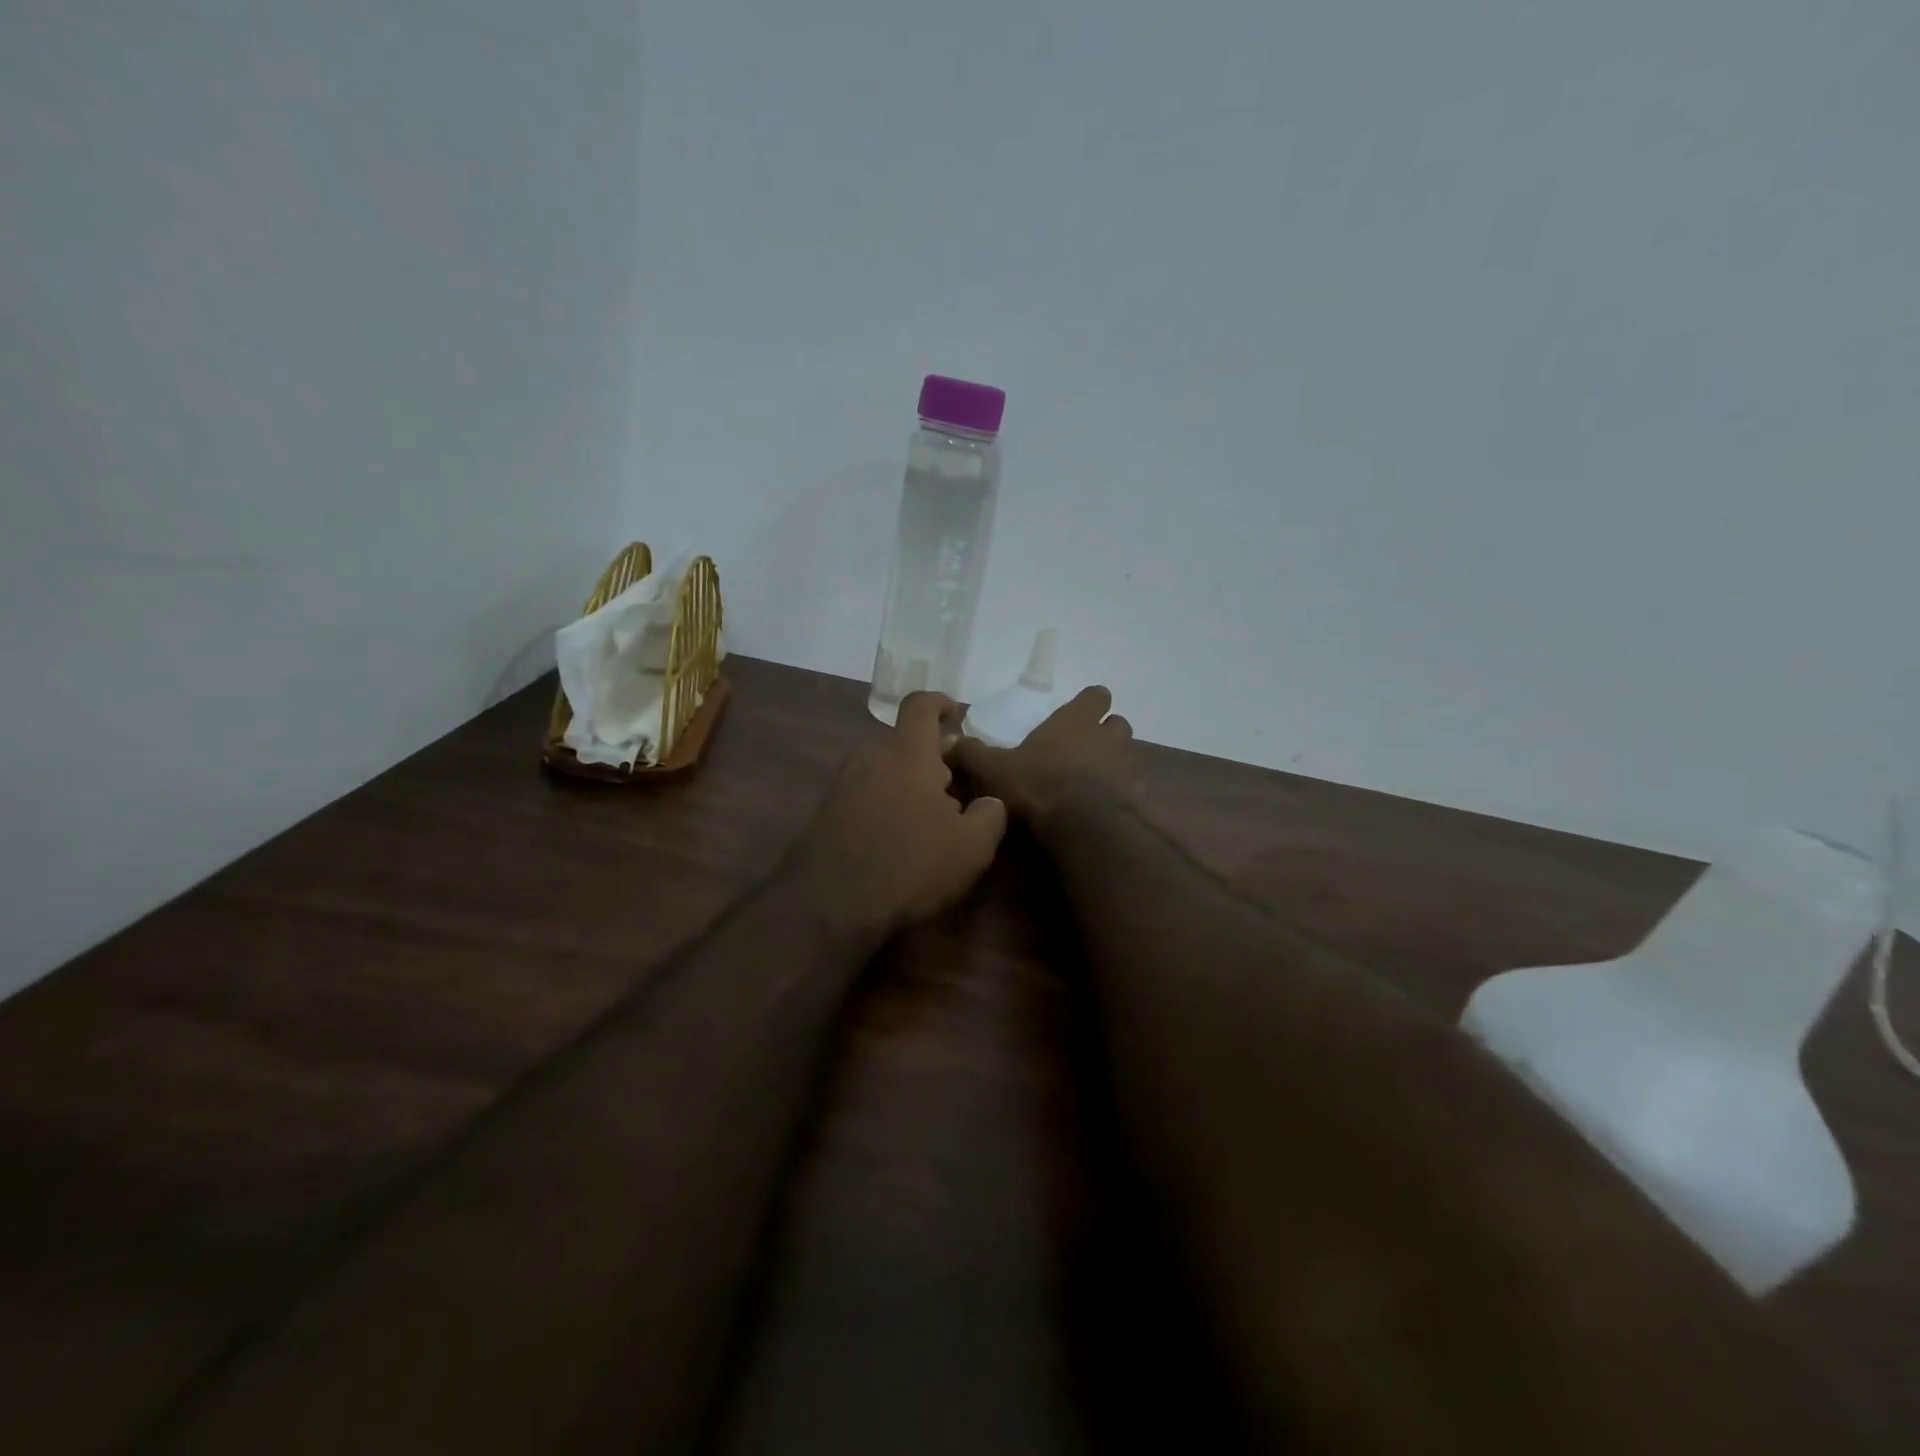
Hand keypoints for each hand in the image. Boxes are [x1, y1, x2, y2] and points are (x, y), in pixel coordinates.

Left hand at [791, 692, 1008, 935]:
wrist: (829, 905)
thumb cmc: (909, 865)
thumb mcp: (971, 847)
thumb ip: (990, 814)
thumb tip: (990, 802)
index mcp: (906, 753)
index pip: (920, 706)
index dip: (939, 703)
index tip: (954, 712)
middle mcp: (870, 757)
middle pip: (904, 744)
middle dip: (931, 760)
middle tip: (955, 790)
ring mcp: (842, 784)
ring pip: (884, 771)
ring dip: (908, 785)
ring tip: (929, 820)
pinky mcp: (825, 812)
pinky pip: (865, 795)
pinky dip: (885, 805)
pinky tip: (897, 839)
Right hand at [947, 686, 1134, 822]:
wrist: (1081, 827)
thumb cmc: (1037, 785)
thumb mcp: (994, 769)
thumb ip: (971, 754)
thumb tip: (944, 741)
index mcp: (1074, 722)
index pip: (1096, 696)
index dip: (1090, 702)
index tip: (1080, 712)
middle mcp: (1106, 738)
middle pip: (1118, 724)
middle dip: (1106, 733)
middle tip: (1085, 749)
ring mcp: (1127, 768)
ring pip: (1128, 756)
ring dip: (1115, 765)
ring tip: (1094, 782)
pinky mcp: (1137, 799)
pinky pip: (1133, 791)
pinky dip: (1122, 797)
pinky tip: (1105, 811)